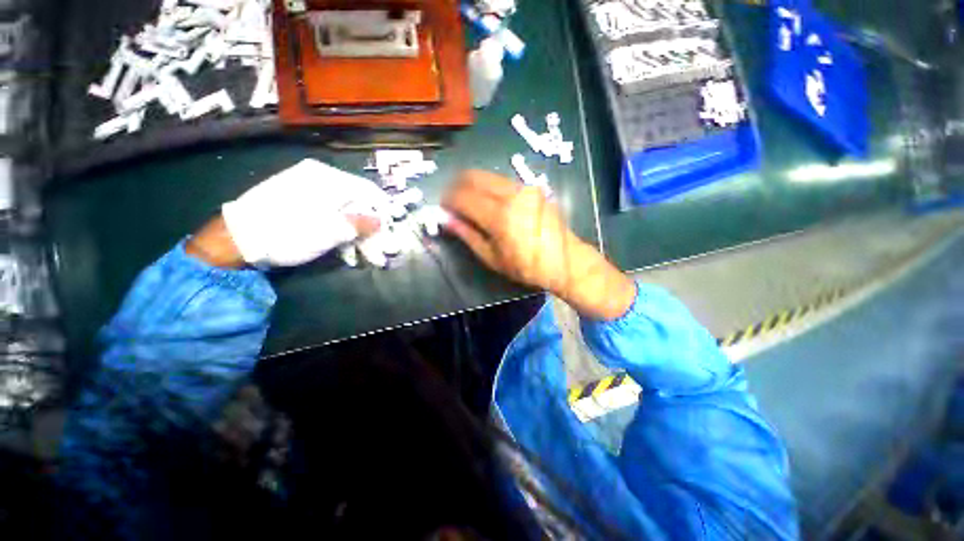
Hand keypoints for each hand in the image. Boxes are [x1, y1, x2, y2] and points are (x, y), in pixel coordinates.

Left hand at [219, 159, 388, 266]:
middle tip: (377, 249)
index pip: (369, 190)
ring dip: (355, 234)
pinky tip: (341, 248)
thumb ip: (361, 224)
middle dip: (369, 228)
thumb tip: (381, 221)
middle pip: (356, 202)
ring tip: (359, 255)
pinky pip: (327, 212)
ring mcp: (305, 187)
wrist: (236, 238)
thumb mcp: (330, 231)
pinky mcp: (296, 199)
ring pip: (343, 210)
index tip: (391, 228)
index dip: (384, 210)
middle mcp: (319, 177)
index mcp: (328, 178)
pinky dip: (337, 230)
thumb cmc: (288, 232)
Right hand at [442, 171, 635, 319]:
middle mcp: (511, 195)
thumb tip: (446, 219)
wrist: (565, 261)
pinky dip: (488, 186)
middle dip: (457, 185)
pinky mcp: (532, 188)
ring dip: (472, 184)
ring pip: (488, 175)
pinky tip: (488, 201)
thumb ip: (467, 235)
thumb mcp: (492, 258)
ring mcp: (524, 188)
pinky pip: (502, 181)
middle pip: (473, 176)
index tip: (442, 207)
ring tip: (469, 202)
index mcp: (500, 216)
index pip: (463, 196)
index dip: (447, 199)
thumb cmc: (527, 267)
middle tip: (452, 201)